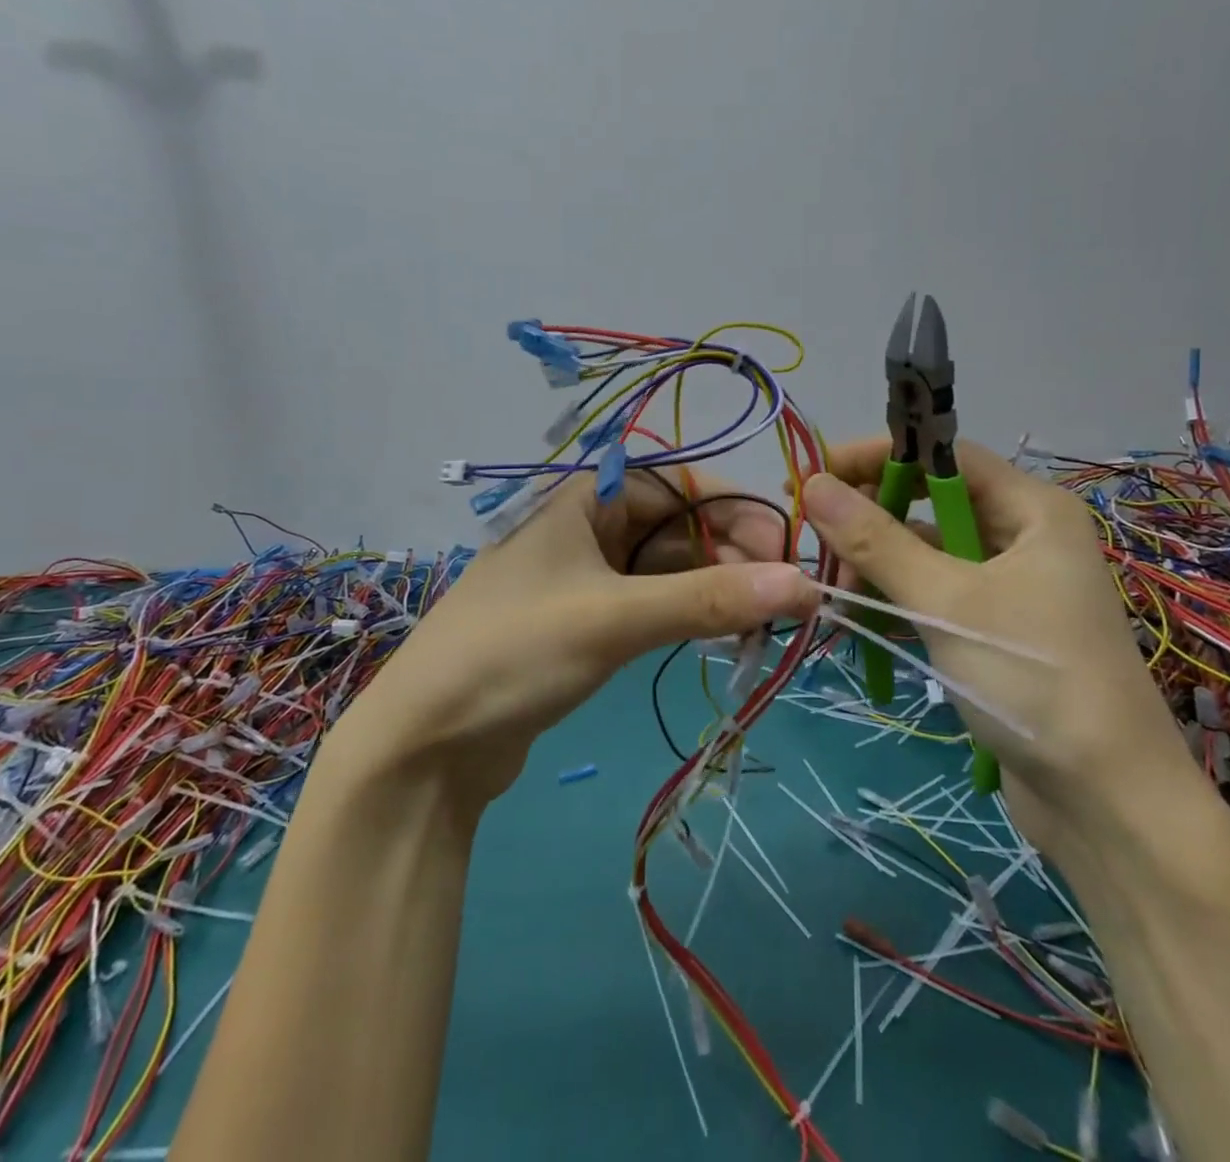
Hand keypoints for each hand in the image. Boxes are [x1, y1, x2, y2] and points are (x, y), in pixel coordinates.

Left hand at [321, 471, 816, 810]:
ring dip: (712, 587)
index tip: (785, 547)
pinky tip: (719, 634)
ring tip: (760, 620)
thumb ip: (709, 599)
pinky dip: (685, 614)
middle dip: (729, 553)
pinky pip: (649, 604)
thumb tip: (804, 584)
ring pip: (665, 569)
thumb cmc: (514, 652)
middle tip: (780, 595)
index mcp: (585, 501)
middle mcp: (586, 529)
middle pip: (676, 527)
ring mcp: (584, 579)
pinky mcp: (584, 625)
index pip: (679, 484)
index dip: (736, 508)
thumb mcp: (615, 617)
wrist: (425, 744)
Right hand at [801, 439, 1192, 850]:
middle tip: (815, 540)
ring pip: (926, 554)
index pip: (942, 455)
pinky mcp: (994, 632)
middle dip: (871, 519)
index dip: (878, 456)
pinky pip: (933, 596)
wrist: (1107, 804)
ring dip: (877, 567)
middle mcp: (1023, 537)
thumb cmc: (1033, 679)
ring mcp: (1010, 587)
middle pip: (929, 504)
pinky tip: (857, 620)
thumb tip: (814, 484)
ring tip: (832, 593)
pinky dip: (895, 602)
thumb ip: (876, 541)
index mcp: (1032, 510)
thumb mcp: (947, 601)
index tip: (818, 474)